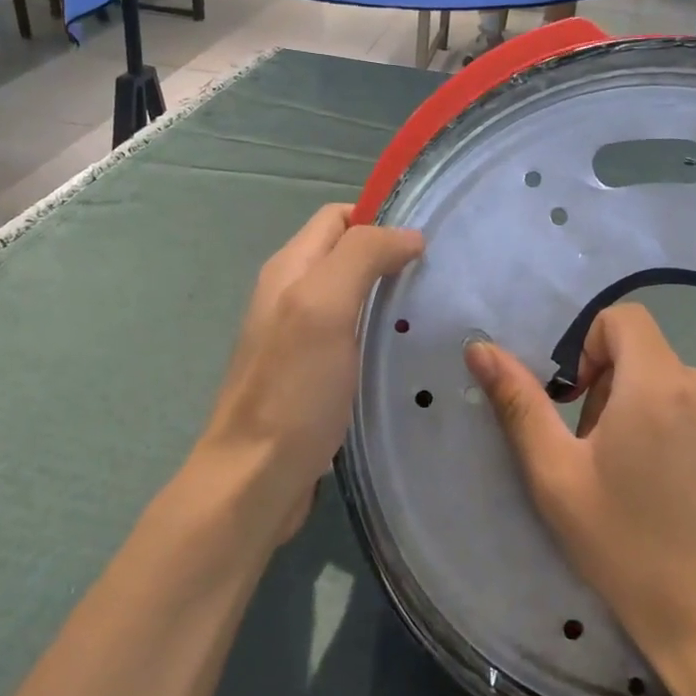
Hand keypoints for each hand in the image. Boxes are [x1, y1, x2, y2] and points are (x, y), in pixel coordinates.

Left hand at [193, 204, 422, 549]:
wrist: (256, 478)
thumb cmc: (293, 389)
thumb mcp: (324, 307)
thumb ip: (361, 257)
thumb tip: (408, 235)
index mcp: (290, 269)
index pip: (338, 217)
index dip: (381, 219)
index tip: (427, 243)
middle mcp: (291, 295)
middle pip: (347, 255)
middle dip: (390, 257)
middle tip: (439, 279)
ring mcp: (301, 338)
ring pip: (353, 297)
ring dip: (389, 298)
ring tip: (432, 313)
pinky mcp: (313, 375)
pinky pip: (353, 336)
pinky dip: (380, 334)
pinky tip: (406, 353)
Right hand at [464, 303, 695, 695]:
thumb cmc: (627, 549)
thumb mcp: (556, 477)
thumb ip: (519, 403)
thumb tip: (480, 348)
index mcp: (656, 384)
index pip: (624, 319)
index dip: (596, 350)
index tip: (588, 406)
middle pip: (656, 363)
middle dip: (628, 396)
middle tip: (619, 464)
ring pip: (694, 393)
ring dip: (672, 419)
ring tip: (666, 487)